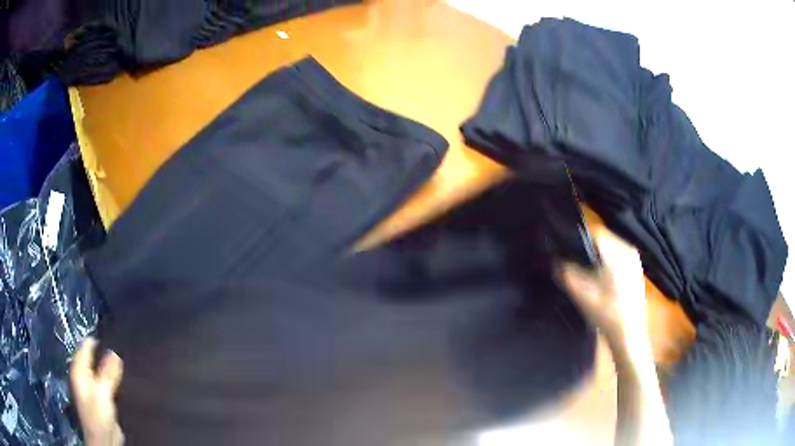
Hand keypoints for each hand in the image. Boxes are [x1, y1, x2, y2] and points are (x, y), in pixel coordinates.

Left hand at [70, 337, 124, 445]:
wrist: (103, 439)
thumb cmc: (98, 414)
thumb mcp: (102, 393)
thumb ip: (107, 373)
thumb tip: (114, 351)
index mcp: (79, 369)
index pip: (85, 346)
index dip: (96, 339)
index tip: (111, 331)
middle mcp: (83, 374)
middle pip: (92, 357)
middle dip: (103, 351)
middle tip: (119, 342)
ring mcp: (91, 386)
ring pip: (99, 369)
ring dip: (108, 365)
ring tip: (123, 357)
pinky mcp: (100, 397)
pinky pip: (105, 380)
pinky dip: (112, 376)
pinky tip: (121, 376)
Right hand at [561, 227, 647, 348]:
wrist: (629, 336)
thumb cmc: (607, 315)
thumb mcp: (581, 294)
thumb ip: (566, 272)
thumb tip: (554, 258)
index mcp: (618, 251)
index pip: (592, 233)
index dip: (575, 239)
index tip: (562, 250)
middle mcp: (628, 249)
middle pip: (600, 239)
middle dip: (584, 249)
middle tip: (569, 263)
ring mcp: (633, 259)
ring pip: (607, 248)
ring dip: (593, 257)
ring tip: (582, 272)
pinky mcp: (634, 269)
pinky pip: (614, 257)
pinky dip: (603, 263)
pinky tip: (597, 280)